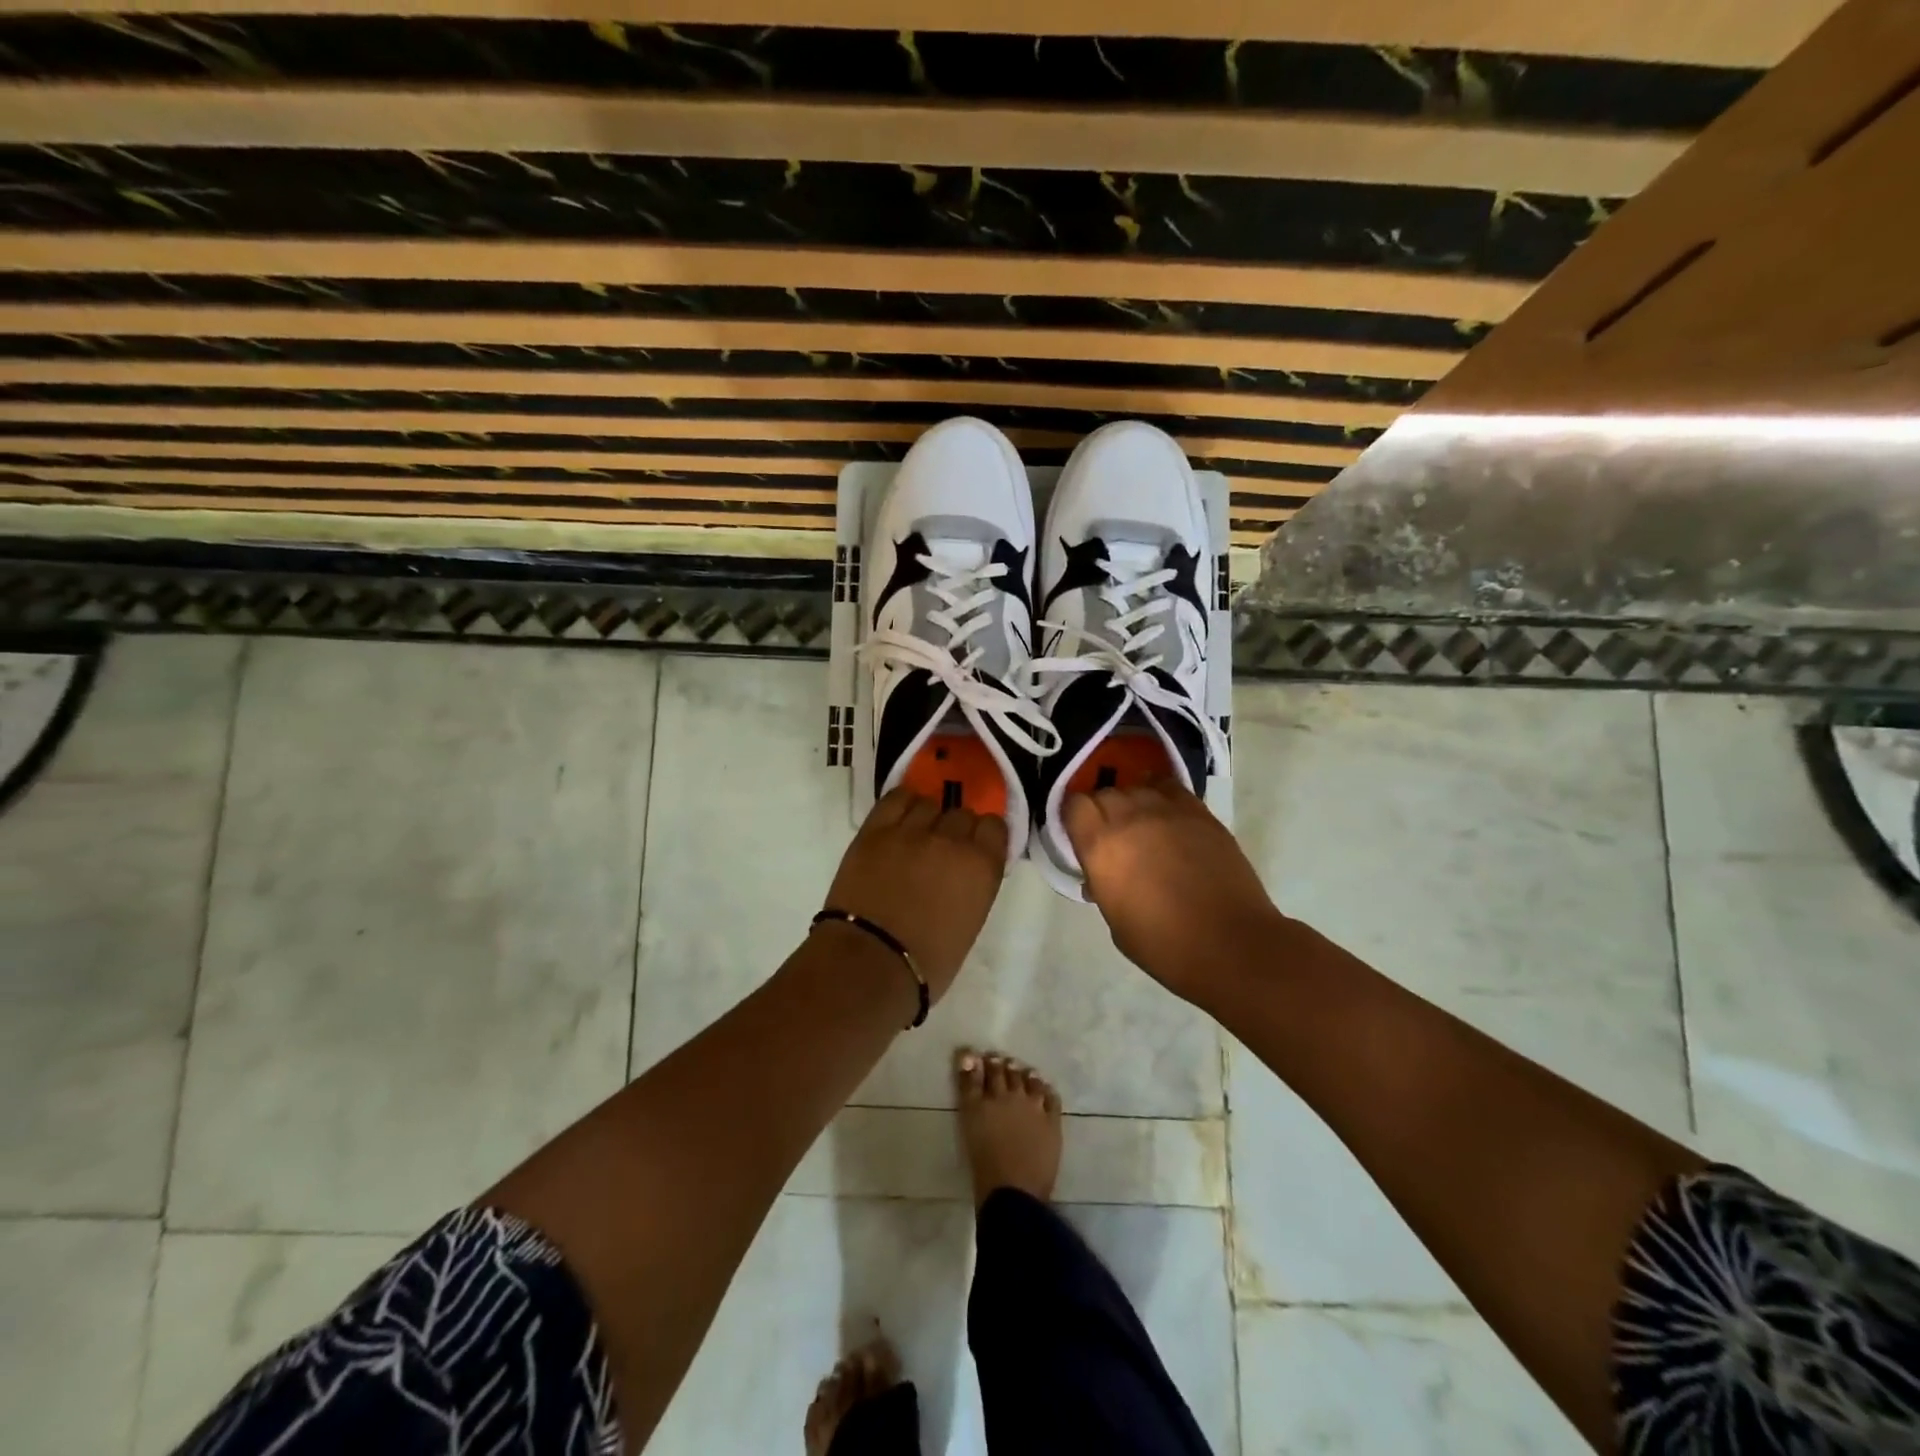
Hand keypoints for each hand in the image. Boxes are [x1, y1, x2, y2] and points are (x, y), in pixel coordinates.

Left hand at [821, 788, 1007, 1000]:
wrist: (868, 963)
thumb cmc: (926, 963)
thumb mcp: (969, 925)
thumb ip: (973, 887)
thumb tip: (962, 873)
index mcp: (981, 867)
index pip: (994, 827)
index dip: (985, 836)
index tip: (976, 848)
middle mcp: (951, 841)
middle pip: (962, 813)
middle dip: (956, 829)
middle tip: (943, 850)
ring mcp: (911, 831)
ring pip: (929, 803)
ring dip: (928, 817)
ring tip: (917, 835)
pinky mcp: (875, 830)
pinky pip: (896, 798)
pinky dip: (902, 804)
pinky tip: (900, 817)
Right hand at [1064, 780, 1282, 1004]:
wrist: (1230, 944)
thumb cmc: (1164, 945)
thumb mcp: (1115, 921)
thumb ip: (1103, 886)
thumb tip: (1100, 876)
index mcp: (1101, 846)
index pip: (1073, 804)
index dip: (1074, 817)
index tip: (1078, 834)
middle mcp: (1130, 817)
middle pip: (1106, 793)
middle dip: (1102, 810)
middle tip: (1111, 836)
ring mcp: (1168, 811)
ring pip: (1138, 787)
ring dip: (1133, 802)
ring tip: (1142, 825)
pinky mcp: (1200, 813)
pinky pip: (1171, 788)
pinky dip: (1162, 795)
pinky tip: (1166, 815)